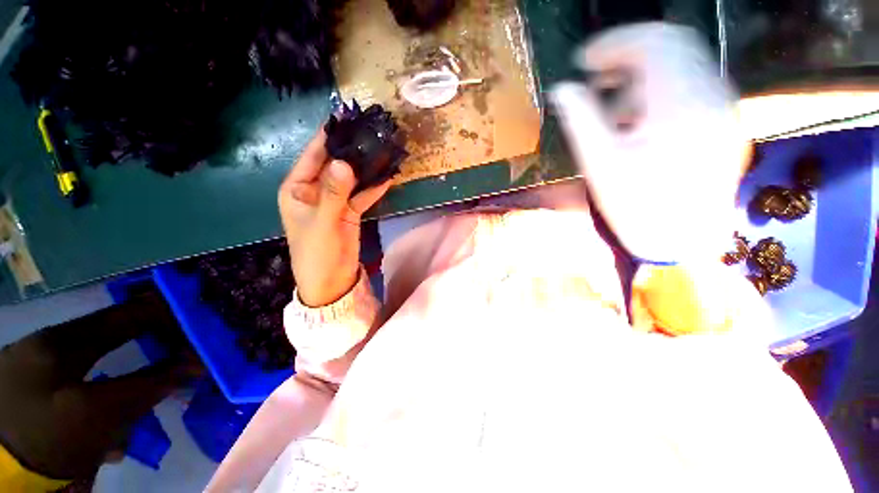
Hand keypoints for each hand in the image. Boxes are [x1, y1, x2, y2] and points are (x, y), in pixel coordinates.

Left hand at [279, 130, 390, 306]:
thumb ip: (333, 194)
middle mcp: (315, 190)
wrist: (331, 281)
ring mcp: (335, 201)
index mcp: (298, 188)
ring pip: (352, 179)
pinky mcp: (350, 211)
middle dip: (352, 150)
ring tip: (383, 148)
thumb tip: (343, 162)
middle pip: (335, 164)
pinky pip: (363, 194)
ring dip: (366, 167)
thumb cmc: (317, 253)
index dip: (328, 136)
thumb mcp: (322, 223)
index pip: (313, 155)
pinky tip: (388, 175)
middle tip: (372, 131)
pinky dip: (374, 186)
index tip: (347, 117)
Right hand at [550, 23, 749, 262]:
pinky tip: (636, 111)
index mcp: (681, 105)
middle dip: (628, 49)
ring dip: (643, 67)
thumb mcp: (600, 164)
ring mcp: (723, 106)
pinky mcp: (722, 120)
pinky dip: (660, 84)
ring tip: (610, 94)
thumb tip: (562, 89)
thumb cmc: (636, 208)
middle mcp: (712, 95)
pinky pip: (692, 81)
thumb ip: (581, 120)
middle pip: (674, 43)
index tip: (582, 61)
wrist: (682, 242)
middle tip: (594, 72)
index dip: (614, 43)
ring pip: (685, 60)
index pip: (654, 43)